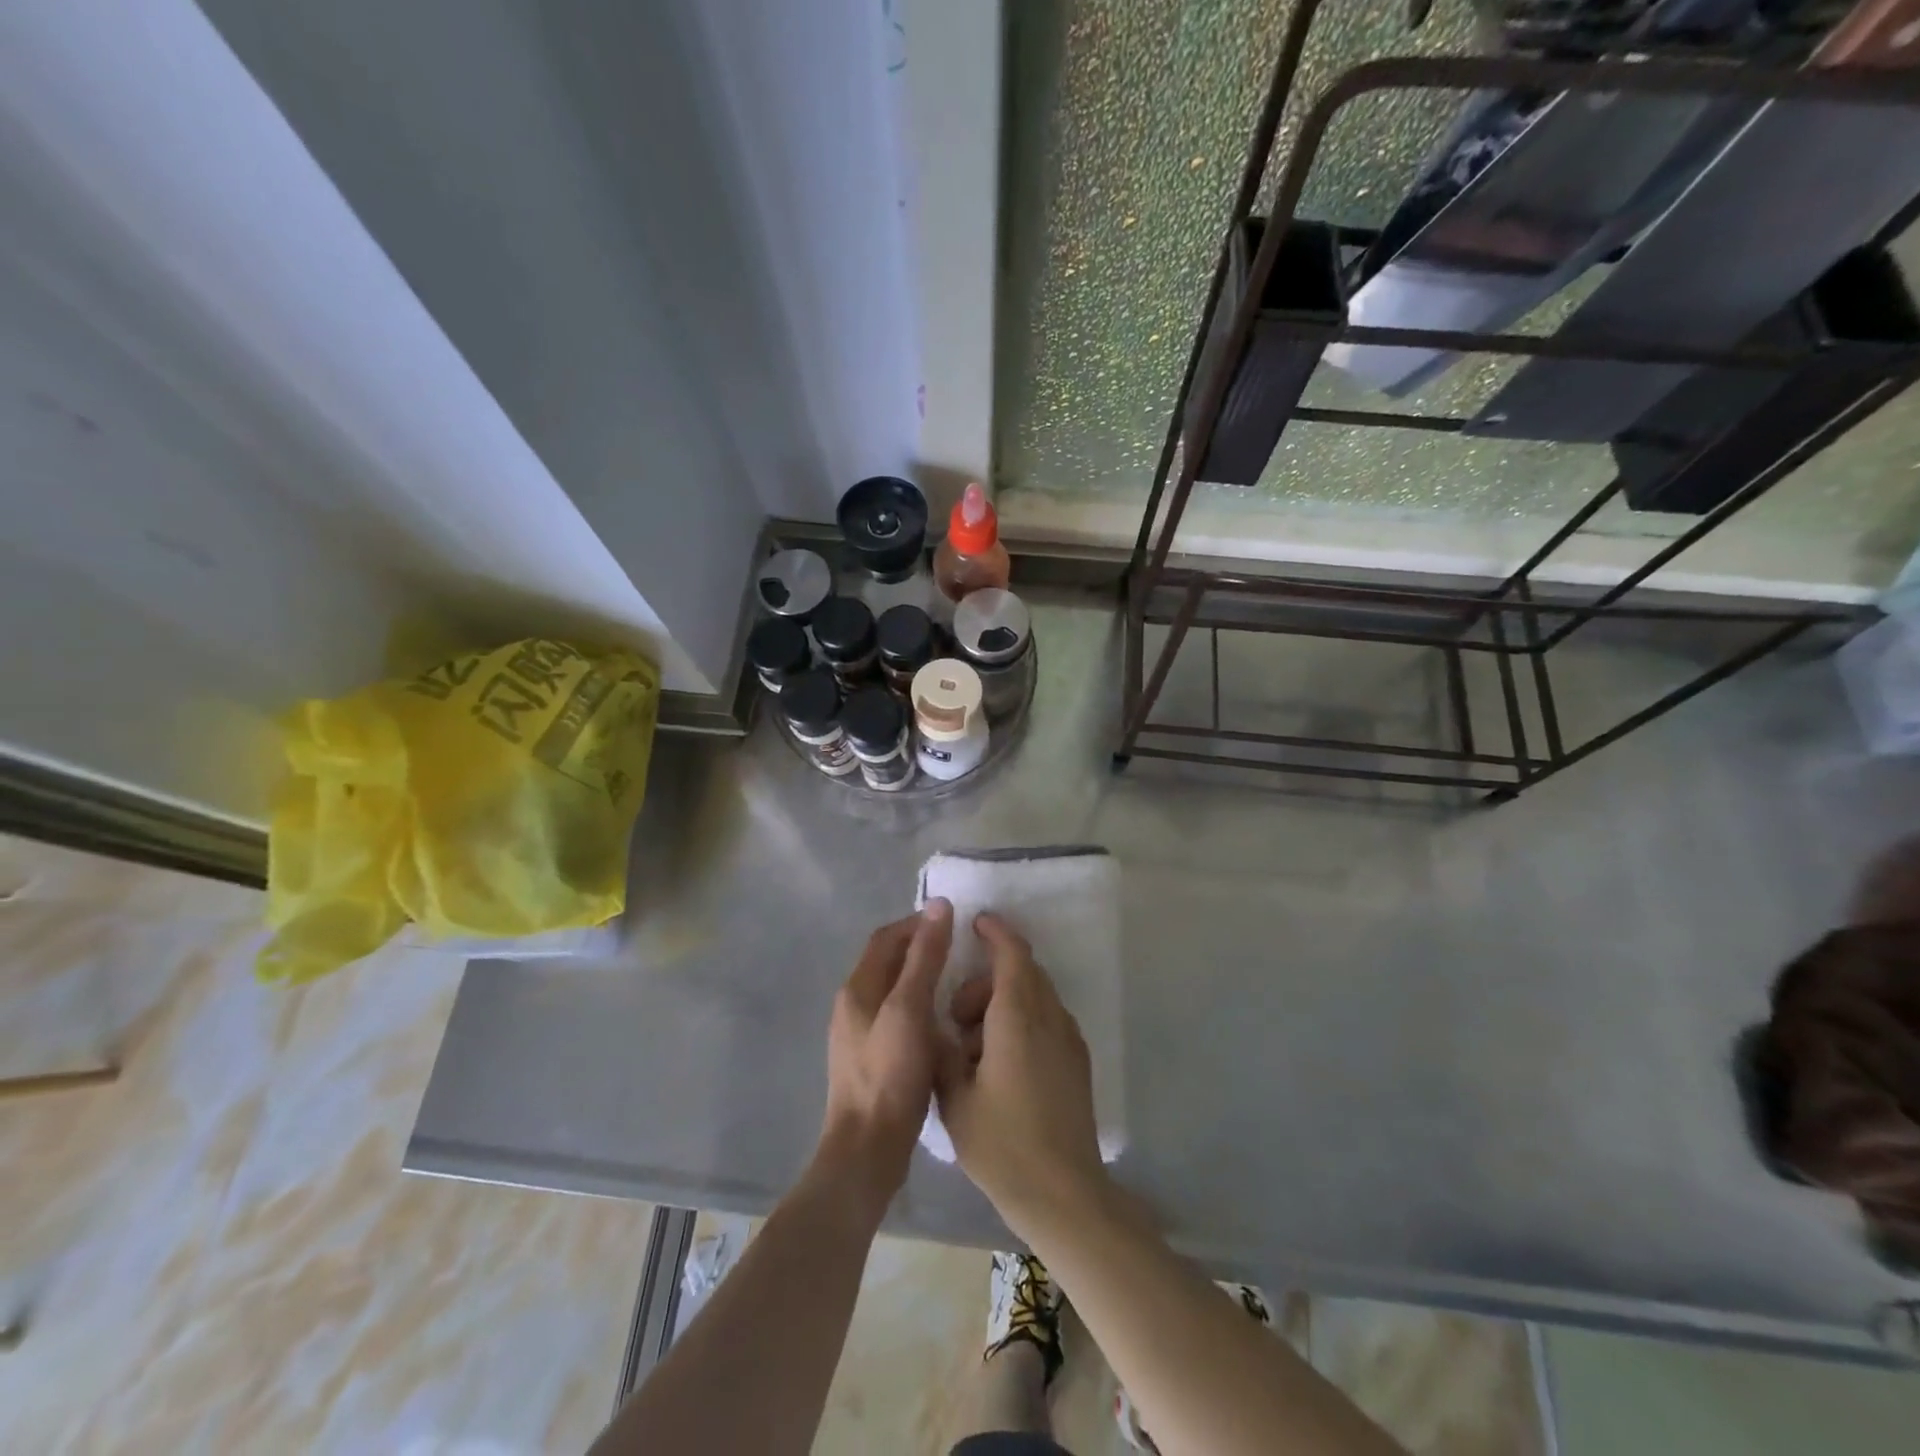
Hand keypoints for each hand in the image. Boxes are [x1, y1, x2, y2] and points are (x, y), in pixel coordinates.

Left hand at [817, 900, 953, 1218]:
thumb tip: (937, 905)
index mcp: (857, 989)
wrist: (867, 1150)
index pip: (886, 938)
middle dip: (923, 949)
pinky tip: (946, 1023)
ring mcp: (860, 1036)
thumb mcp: (909, 1009)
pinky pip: (899, 1019)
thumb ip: (924, 957)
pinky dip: (922, 1009)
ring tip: (960, 983)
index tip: (954, 922)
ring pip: (895, 992)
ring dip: (924, 980)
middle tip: (963, 950)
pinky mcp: (874, 1061)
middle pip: (889, 963)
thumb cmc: (889, 1074)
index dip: (917, 923)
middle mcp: (853, 1006)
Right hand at [934, 913, 1106, 1242]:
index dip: (995, 932)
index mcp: (1018, 1018)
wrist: (1064, 1195)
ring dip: (1004, 1002)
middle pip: (1024, 972)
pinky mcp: (1077, 1062)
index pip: (1012, 954)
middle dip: (987, 979)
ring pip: (1036, 996)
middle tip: (957, 1015)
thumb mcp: (954, 1098)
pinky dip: (1022, 1020)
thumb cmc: (1002, 1144)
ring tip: (974, 1048)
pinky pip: (1047, 1020)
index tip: (975, 923)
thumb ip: (942, 1052)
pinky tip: (1000, 1062)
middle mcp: (1050, 1018)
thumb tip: (937, 1026)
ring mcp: (1069, 1040)